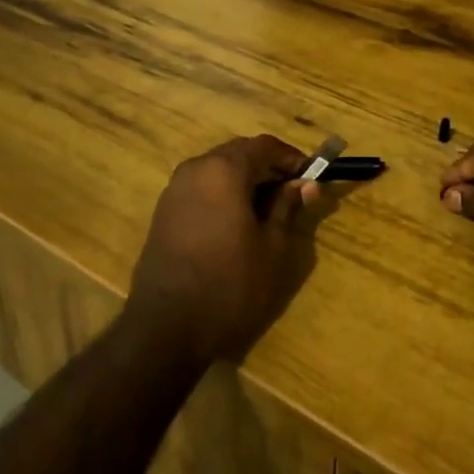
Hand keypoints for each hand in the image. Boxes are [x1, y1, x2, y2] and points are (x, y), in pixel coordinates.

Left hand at [127, 135, 326, 364]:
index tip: (311, 175)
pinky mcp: (163, 212)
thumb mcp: (272, 248)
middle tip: (292, 192)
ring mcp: (174, 190)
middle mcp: (195, 169)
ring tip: (267, 210)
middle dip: (267, 167)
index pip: (263, 146)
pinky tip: (236, 223)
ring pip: (217, 170)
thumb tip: (305, 184)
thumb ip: (287, 207)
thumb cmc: (230, 285)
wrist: (167, 327)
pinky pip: (200, 189)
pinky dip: (222, 194)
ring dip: (244, 180)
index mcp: (223, 170)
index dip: (291, 157)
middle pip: (238, 153)